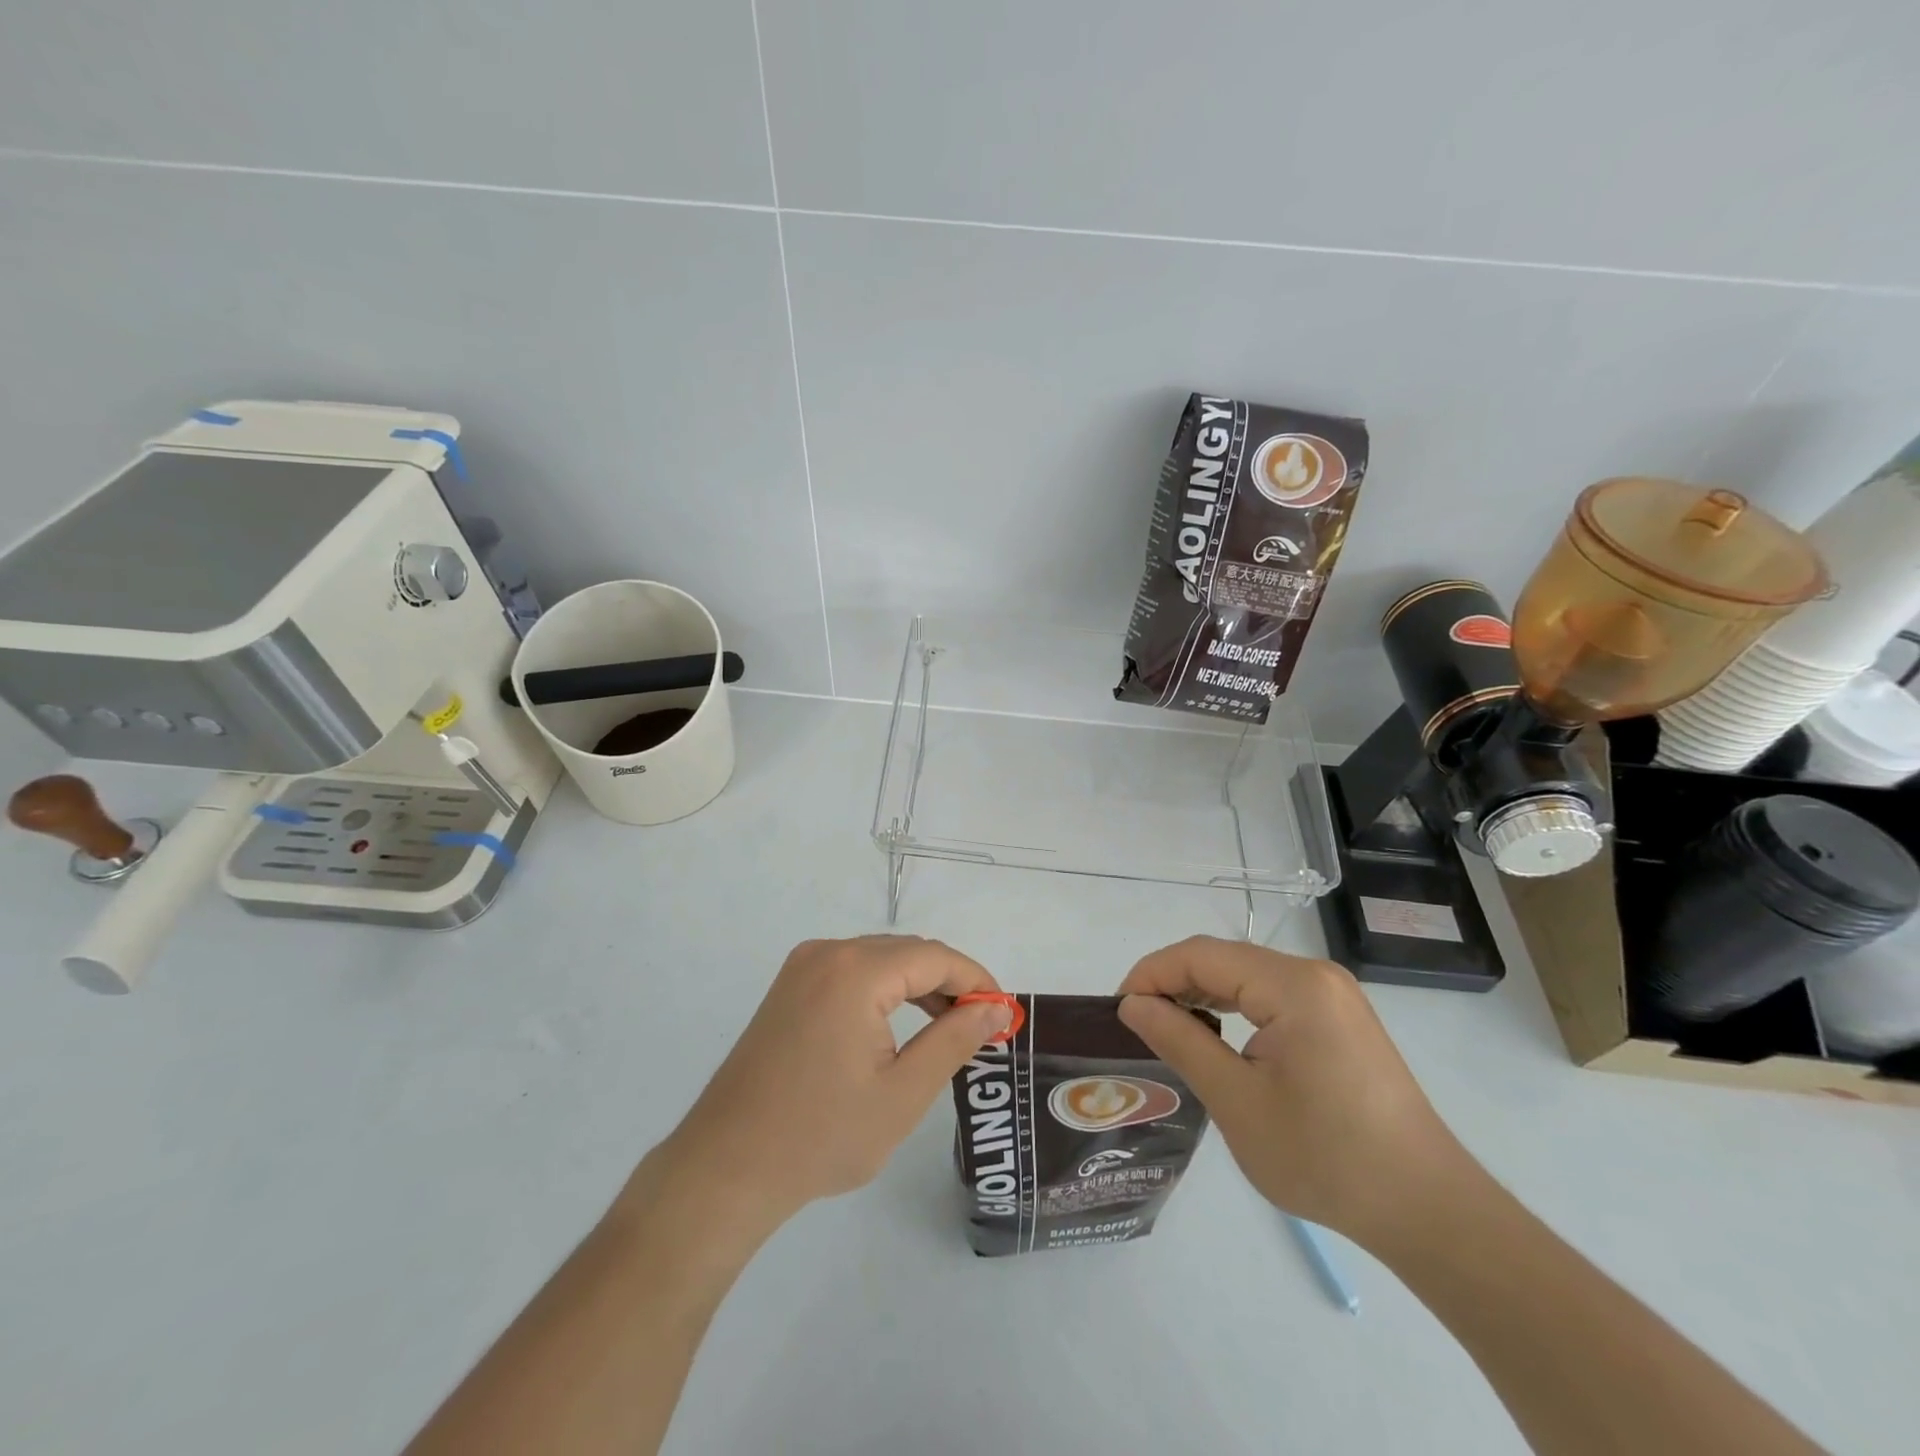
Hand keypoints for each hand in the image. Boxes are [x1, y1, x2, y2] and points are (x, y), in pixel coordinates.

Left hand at [658, 936, 1011, 1222]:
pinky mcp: (789, 987)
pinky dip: (885, 989)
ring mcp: (803, 967)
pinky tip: (900, 1024)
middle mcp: (827, 952)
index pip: (935, 957)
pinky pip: (852, 971)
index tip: (1004, 1013)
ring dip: (919, 985)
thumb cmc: (821, 1136)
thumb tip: (994, 1008)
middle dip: (950, 982)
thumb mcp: (903, 1093)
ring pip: (880, 959)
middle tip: (982, 1026)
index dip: (976, 980)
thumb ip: (954, 1040)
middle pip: (907, 952)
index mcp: (856, 971)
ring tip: (950, 1027)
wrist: (726, 1166)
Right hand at [1116, 937, 1475, 1249]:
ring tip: (1168, 1029)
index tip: (1118, 1010)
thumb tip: (1133, 1004)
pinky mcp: (1340, 1018)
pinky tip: (1217, 1036)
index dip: (1152, 973)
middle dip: (1174, 982)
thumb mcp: (1237, 1102)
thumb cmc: (1326, 1158)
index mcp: (1293, 985)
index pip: (1201, 954)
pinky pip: (1272, 995)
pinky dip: (1235, 1007)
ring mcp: (1333, 995)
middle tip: (1137, 1023)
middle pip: (1224, 958)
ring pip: (1247, 975)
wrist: (1428, 1210)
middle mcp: (1315, 975)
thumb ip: (1180, 1041)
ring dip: (1203, 993)